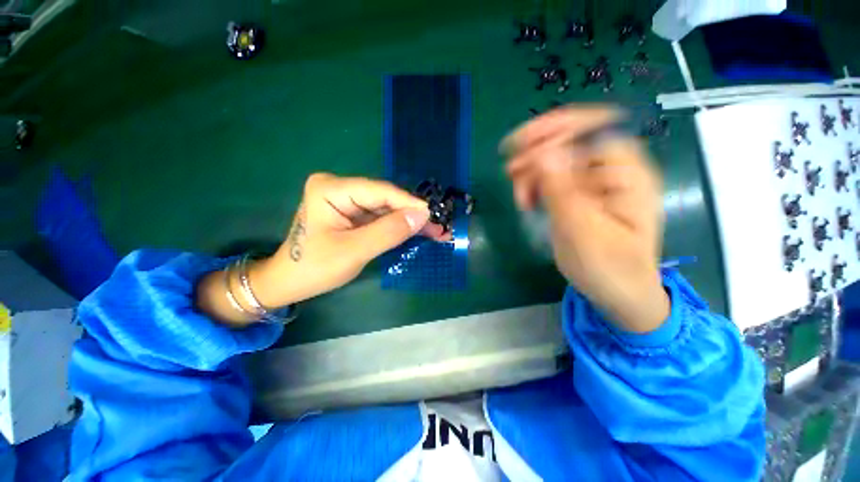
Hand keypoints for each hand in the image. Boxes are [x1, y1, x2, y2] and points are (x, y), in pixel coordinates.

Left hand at [197, 173, 446, 325]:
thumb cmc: (314, 268)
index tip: (433, 215)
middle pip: (385, 199)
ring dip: (409, 221)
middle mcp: (339, 187)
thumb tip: (422, 216)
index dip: (409, 203)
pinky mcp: (353, 213)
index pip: (379, 191)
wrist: (290, 282)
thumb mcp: (354, 251)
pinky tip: (417, 232)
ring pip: (386, 208)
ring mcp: (346, 200)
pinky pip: (380, 217)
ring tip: (434, 231)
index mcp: (331, 189)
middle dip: (411, 214)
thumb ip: (388, 232)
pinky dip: (399, 226)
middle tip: (438, 226)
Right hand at [502, 106, 668, 332]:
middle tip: (510, 173)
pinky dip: (535, 183)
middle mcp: (613, 170)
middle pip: (570, 141)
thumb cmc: (609, 269)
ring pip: (556, 160)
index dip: (556, 129)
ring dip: (532, 171)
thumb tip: (542, 153)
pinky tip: (527, 199)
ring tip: (520, 196)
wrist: (620, 293)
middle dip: (536, 153)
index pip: (593, 127)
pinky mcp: (579, 194)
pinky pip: (553, 177)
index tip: (519, 144)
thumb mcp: (583, 232)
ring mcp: (594, 182)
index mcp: (628, 173)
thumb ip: (563, 192)